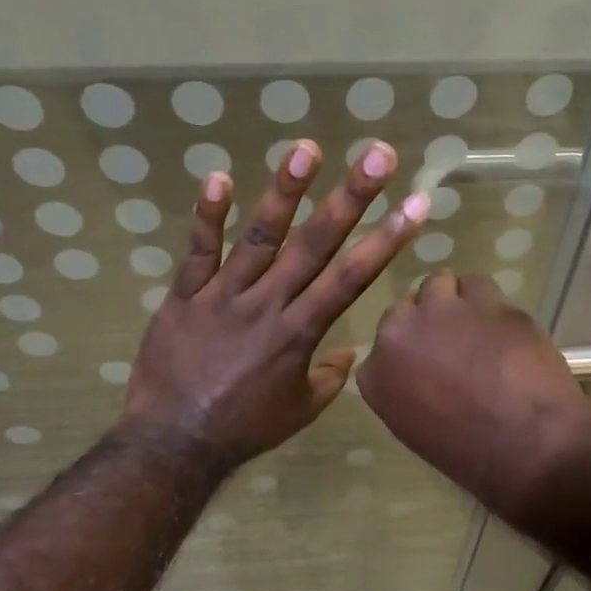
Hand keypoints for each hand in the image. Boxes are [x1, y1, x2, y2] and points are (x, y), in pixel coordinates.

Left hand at [122, 139, 429, 470]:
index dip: (386, 241)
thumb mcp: (301, 410)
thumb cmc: (245, 428)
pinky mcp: (185, 295)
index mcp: (300, 333)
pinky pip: (197, 251)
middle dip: (350, 199)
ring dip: (284, 192)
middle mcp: (268, 304)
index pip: (351, 278)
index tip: (415, 206)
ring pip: (259, 237)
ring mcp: (224, 296)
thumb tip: (348, 353)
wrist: (175, 440)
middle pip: (314, 245)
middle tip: (377, 156)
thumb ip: (330, 377)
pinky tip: (219, 176)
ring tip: (306, 150)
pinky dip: (207, 215)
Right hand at [358, 272, 590, 514]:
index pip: (384, 347)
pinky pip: (478, 286)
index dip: (411, 350)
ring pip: (439, 284)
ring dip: (455, 301)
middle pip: (406, 309)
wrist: (530, 445)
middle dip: (427, 322)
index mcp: (377, 375)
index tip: (430, 365)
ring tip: (480, 328)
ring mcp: (442, 311)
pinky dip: (489, 303)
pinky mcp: (485, 300)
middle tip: (456, 345)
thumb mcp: (419, 430)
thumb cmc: (473, 456)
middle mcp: (398, 334)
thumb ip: (409, 392)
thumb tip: (427, 374)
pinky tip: (504, 327)